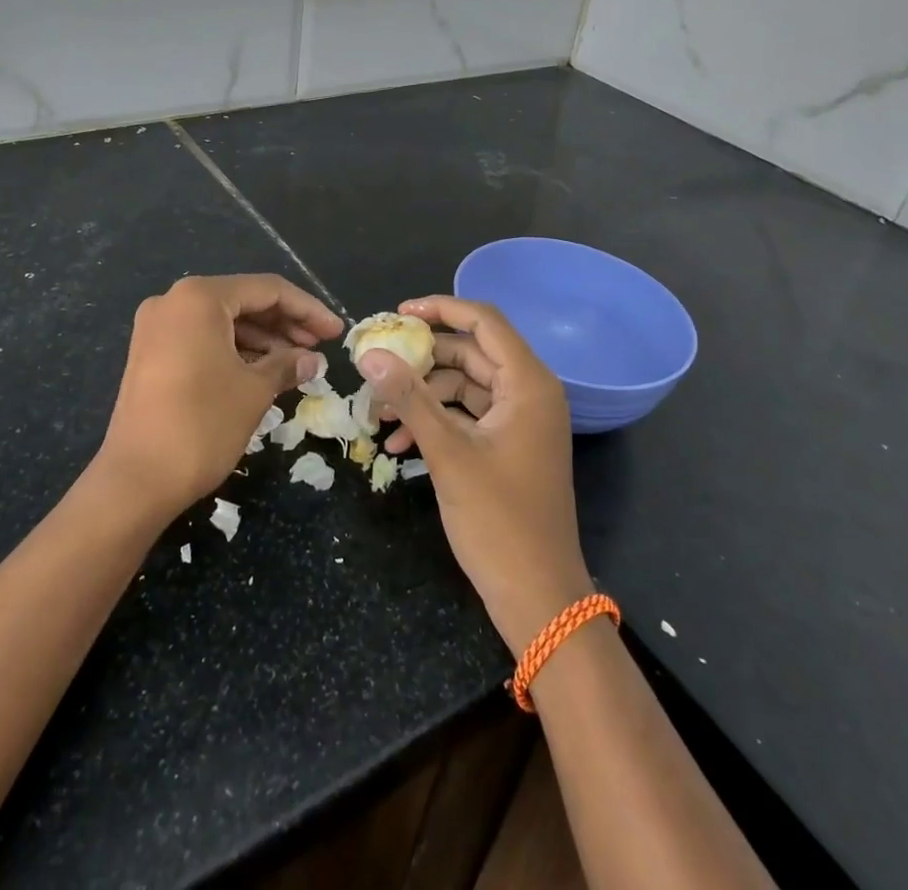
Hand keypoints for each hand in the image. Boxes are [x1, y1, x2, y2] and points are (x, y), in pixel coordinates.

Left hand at [97, 274, 341, 521]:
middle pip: (243, 301)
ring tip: (298, 363)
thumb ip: (287, 365)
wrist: (135, 481)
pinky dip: (236, 350)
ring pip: (224, 321)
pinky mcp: (151, 354)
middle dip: (285, 324)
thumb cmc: (202, 425)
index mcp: (200, 297)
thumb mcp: (254, 391)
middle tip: (321, 347)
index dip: (308, 309)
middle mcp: (174, 301)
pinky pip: (203, 339)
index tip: (336, 332)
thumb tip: (313, 360)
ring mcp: (158, 328)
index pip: (267, 290)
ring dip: (263, 339)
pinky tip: (264, 371)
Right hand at [358, 296, 592, 656]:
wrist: (539, 599)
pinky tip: (398, 445)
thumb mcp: (448, 454)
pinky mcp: (508, 446)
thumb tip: (369, 353)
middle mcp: (528, 393)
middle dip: (421, 361)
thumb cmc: (500, 521)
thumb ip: (408, 397)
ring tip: (379, 415)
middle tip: (377, 366)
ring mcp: (519, 421)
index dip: (440, 308)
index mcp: (527, 383)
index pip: (483, 321)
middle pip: (469, 353)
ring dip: (422, 396)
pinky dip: (435, 423)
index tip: (396, 315)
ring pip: (463, 387)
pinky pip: (467, 417)